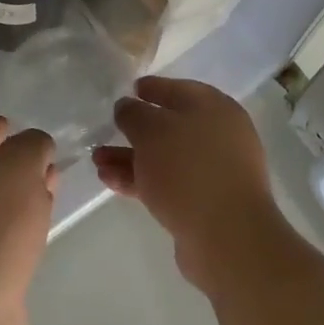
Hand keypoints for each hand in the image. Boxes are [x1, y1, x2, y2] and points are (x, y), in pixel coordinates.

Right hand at [94, 77, 288, 297]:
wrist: (226, 236)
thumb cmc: (189, 169)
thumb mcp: (152, 131)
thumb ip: (134, 114)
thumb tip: (127, 106)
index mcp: (214, 108)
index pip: (180, 89)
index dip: (153, 88)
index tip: (130, 90)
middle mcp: (219, 136)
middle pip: (171, 127)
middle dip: (135, 131)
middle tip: (107, 131)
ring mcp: (213, 171)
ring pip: (165, 158)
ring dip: (131, 158)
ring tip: (98, 161)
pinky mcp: (205, 203)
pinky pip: (168, 183)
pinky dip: (141, 180)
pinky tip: (111, 182)